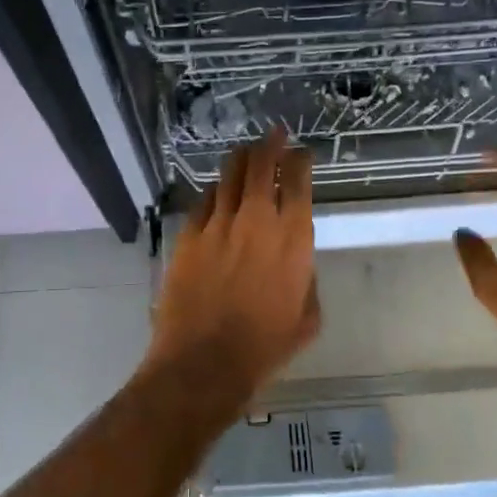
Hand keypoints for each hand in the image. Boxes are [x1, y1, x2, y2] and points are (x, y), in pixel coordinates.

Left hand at [147, 129, 319, 405]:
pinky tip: (218, 191)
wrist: (204, 361)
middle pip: (262, 164)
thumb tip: (296, 260)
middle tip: (274, 135)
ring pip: (230, 175)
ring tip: (246, 153)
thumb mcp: (307, 317)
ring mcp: (218, 224)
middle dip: (270, 144)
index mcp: (293, 238)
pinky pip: (204, 200)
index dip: (301, 160)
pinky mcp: (189, 235)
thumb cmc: (264, 347)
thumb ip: (306, 278)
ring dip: (242, 160)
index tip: (302, 153)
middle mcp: (257, 220)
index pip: (298, 180)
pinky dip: (216, 191)